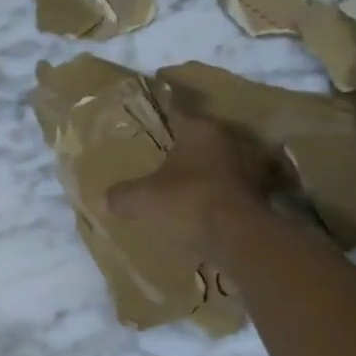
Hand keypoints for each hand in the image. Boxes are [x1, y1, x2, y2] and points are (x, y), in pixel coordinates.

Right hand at [104, 103, 279, 256]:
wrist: (237, 238)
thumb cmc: (188, 201)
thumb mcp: (143, 199)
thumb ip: (122, 195)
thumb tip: (103, 200)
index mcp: (200, 131)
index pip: (176, 117)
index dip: (158, 124)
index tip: (143, 132)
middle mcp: (226, 143)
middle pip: (194, 145)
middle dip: (176, 154)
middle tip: (152, 163)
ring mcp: (243, 170)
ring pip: (210, 169)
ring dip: (194, 178)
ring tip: (170, 191)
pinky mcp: (251, 198)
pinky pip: (220, 193)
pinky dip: (207, 199)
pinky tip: (190, 212)